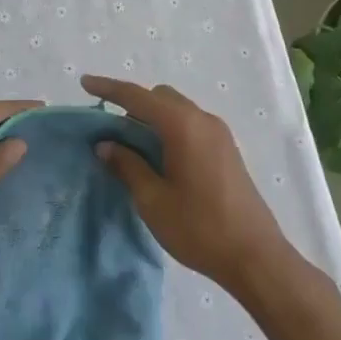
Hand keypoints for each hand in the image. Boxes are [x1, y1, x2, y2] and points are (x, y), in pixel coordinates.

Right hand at [83, 76, 295, 296]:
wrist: (256, 257)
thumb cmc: (199, 228)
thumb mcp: (153, 200)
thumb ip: (127, 165)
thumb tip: (106, 145)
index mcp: (182, 125)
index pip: (137, 97)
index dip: (109, 88)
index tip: (84, 82)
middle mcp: (202, 119)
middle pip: (160, 97)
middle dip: (132, 105)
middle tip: (110, 131)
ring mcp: (219, 133)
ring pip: (176, 109)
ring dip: (152, 118)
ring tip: (132, 147)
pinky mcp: (227, 149)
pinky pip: (190, 124)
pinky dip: (169, 129)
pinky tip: (159, 158)